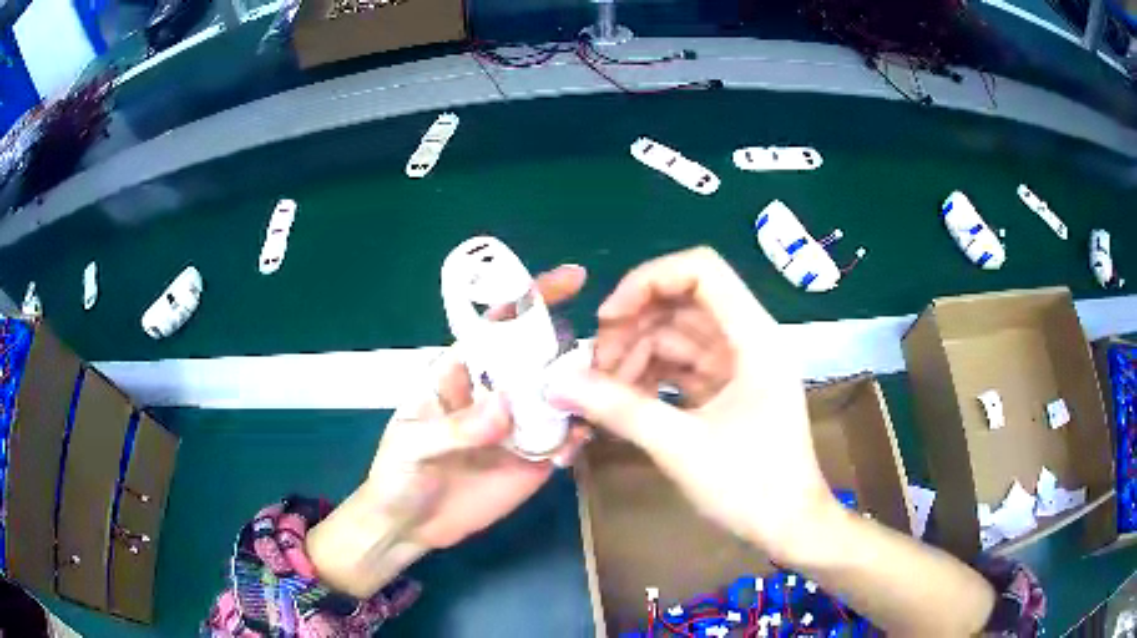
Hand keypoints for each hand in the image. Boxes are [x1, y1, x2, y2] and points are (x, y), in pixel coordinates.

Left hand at [308, 265, 590, 596]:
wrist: (408, 527)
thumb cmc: (397, 474)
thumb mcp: (413, 446)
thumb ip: (455, 428)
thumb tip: (505, 406)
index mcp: (461, 373)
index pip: (498, 326)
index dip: (530, 299)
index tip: (572, 279)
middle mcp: (496, 393)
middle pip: (539, 356)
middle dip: (571, 344)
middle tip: (610, 344)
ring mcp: (518, 427)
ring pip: (560, 396)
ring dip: (585, 389)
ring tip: (610, 387)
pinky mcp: (534, 461)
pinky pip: (564, 440)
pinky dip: (579, 435)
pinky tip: (582, 439)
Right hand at [546, 247, 837, 562]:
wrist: (790, 528)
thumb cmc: (752, 486)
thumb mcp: (682, 446)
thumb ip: (619, 409)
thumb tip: (558, 385)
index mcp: (753, 337)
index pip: (700, 271)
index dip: (649, 281)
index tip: (609, 318)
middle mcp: (748, 340)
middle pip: (682, 303)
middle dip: (634, 326)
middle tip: (595, 366)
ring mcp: (738, 366)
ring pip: (677, 337)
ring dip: (637, 356)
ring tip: (603, 392)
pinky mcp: (727, 390)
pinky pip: (682, 367)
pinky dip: (651, 378)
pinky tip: (624, 401)